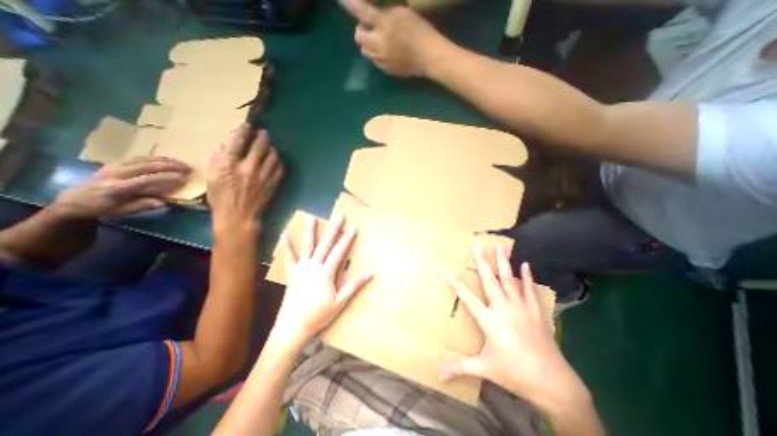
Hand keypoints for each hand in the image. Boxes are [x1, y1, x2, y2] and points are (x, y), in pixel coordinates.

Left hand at [51, 155, 190, 219]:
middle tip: (187, 168)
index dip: (166, 178)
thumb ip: (142, 205)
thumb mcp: (121, 211)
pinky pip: (136, 158)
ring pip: (142, 159)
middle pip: (146, 166)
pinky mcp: (113, 163)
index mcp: (117, 188)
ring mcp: (113, 167)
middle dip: (169, 166)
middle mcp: (115, 174)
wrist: (72, 201)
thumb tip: (163, 203)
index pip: (146, 180)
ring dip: (164, 160)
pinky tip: (164, 160)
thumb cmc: (101, 209)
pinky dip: (153, 158)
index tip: (184, 178)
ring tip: (180, 162)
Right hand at [208, 122, 284, 231]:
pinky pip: (279, 168)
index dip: (244, 130)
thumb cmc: (221, 198)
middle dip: (263, 136)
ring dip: (272, 148)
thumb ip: (220, 159)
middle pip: (260, 146)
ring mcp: (263, 176)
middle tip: (263, 133)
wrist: (239, 216)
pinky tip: (275, 160)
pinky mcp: (273, 183)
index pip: (238, 141)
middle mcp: (248, 168)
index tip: (248, 125)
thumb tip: (229, 146)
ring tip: (270, 147)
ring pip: (273, 156)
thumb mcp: (212, 176)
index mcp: (228, 165)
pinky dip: (278, 162)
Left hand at [271, 215, 372, 346]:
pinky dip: (287, 245)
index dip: (347, 239)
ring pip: (307, 246)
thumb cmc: (319, 315)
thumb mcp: (340, 302)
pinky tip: (284, 234)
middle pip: (325, 245)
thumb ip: (354, 286)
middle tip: (339, 216)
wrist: (292, 327)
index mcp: (326, 273)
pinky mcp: (292, 273)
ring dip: (310, 231)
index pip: (339, 252)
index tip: (353, 227)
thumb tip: (370, 273)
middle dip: (333, 229)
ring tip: (312, 217)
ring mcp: (301, 268)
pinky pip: (289, 257)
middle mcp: (314, 266)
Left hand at [340, 1, 449, 76]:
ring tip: (381, 42)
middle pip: (358, 37)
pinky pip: (375, 61)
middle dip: (362, 31)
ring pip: (365, 51)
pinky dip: (377, 55)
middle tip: (372, 29)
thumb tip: (373, 17)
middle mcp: (379, 44)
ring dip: (369, 44)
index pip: (363, 13)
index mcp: (385, 25)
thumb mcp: (403, 14)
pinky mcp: (386, 70)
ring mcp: (381, 60)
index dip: (351, 5)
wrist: (429, 57)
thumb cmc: (420, 32)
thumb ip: (385, 14)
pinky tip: (389, 53)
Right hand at [440, 246, 585, 411]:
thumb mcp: (485, 369)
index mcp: (489, 320)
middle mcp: (503, 308)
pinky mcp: (535, 312)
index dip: (457, 285)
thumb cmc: (515, 373)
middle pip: (490, 280)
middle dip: (482, 261)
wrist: (553, 383)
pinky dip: (527, 277)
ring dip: (503, 262)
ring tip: (500, 246)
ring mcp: (521, 308)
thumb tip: (439, 374)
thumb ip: (460, 368)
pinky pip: (530, 290)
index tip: (449, 271)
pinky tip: (526, 264)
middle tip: (478, 244)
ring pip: (509, 279)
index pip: (468, 298)